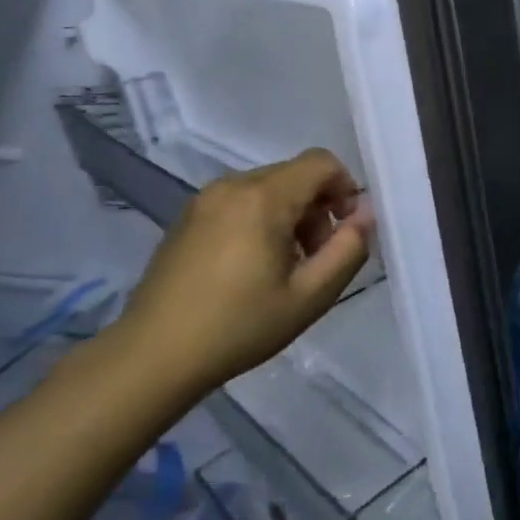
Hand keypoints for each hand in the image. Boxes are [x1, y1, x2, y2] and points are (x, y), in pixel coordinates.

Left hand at [106, 148, 373, 396]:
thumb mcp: (310, 296)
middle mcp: (232, 185)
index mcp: (263, 198)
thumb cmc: (239, 326)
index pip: (321, 163)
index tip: (345, 230)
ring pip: (268, 188)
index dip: (346, 188)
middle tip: (315, 259)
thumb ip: (348, 250)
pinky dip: (261, 220)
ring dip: (291, 216)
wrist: (154, 355)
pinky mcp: (187, 217)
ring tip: (284, 267)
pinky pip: (240, 202)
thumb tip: (366, 215)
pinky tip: (251, 267)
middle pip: (294, 175)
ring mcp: (204, 199)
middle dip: (318, 208)